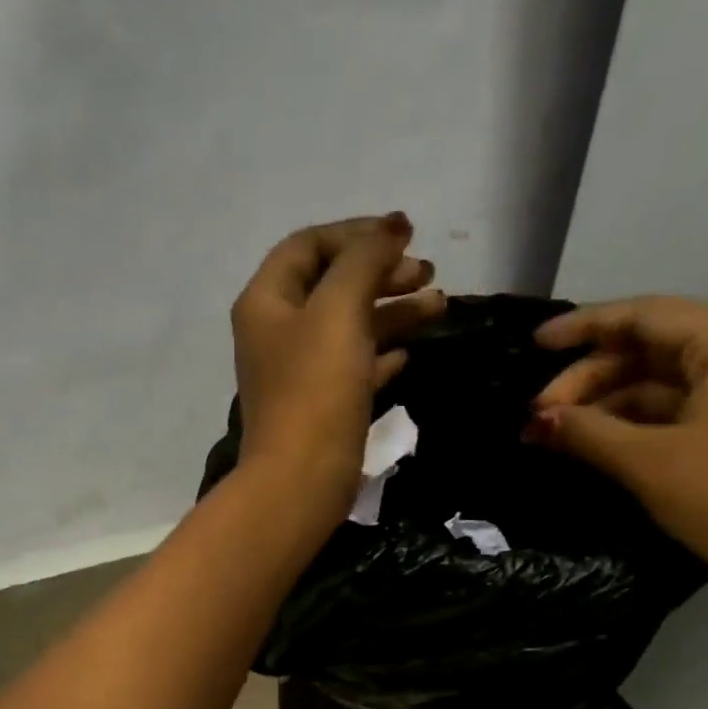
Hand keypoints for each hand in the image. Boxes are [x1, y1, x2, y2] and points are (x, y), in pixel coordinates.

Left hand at [230, 214, 442, 524]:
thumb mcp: (338, 310)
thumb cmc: (315, 391)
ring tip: (440, 307)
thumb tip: (392, 226)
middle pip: (333, 285)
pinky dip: (380, 354)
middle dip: (381, 272)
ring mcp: (298, 373)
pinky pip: (352, 367)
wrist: (300, 482)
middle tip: (429, 273)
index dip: (357, 233)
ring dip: (392, 312)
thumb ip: (364, 260)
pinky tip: (409, 354)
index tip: (406, 235)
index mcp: (267, 301)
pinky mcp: (319, 407)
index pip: (310, 245)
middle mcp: (277, 332)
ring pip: (348, 327)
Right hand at [527, 296, 707, 579]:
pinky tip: (587, 441)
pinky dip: (624, 422)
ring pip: (652, 382)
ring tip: (554, 430)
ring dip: (602, 402)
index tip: (535, 344)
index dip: (585, 326)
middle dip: (589, 377)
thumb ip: (588, 432)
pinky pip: (665, 410)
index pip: (644, 316)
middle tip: (539, 413)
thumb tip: (538, 419)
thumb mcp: (647, 461)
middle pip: (646, 348)